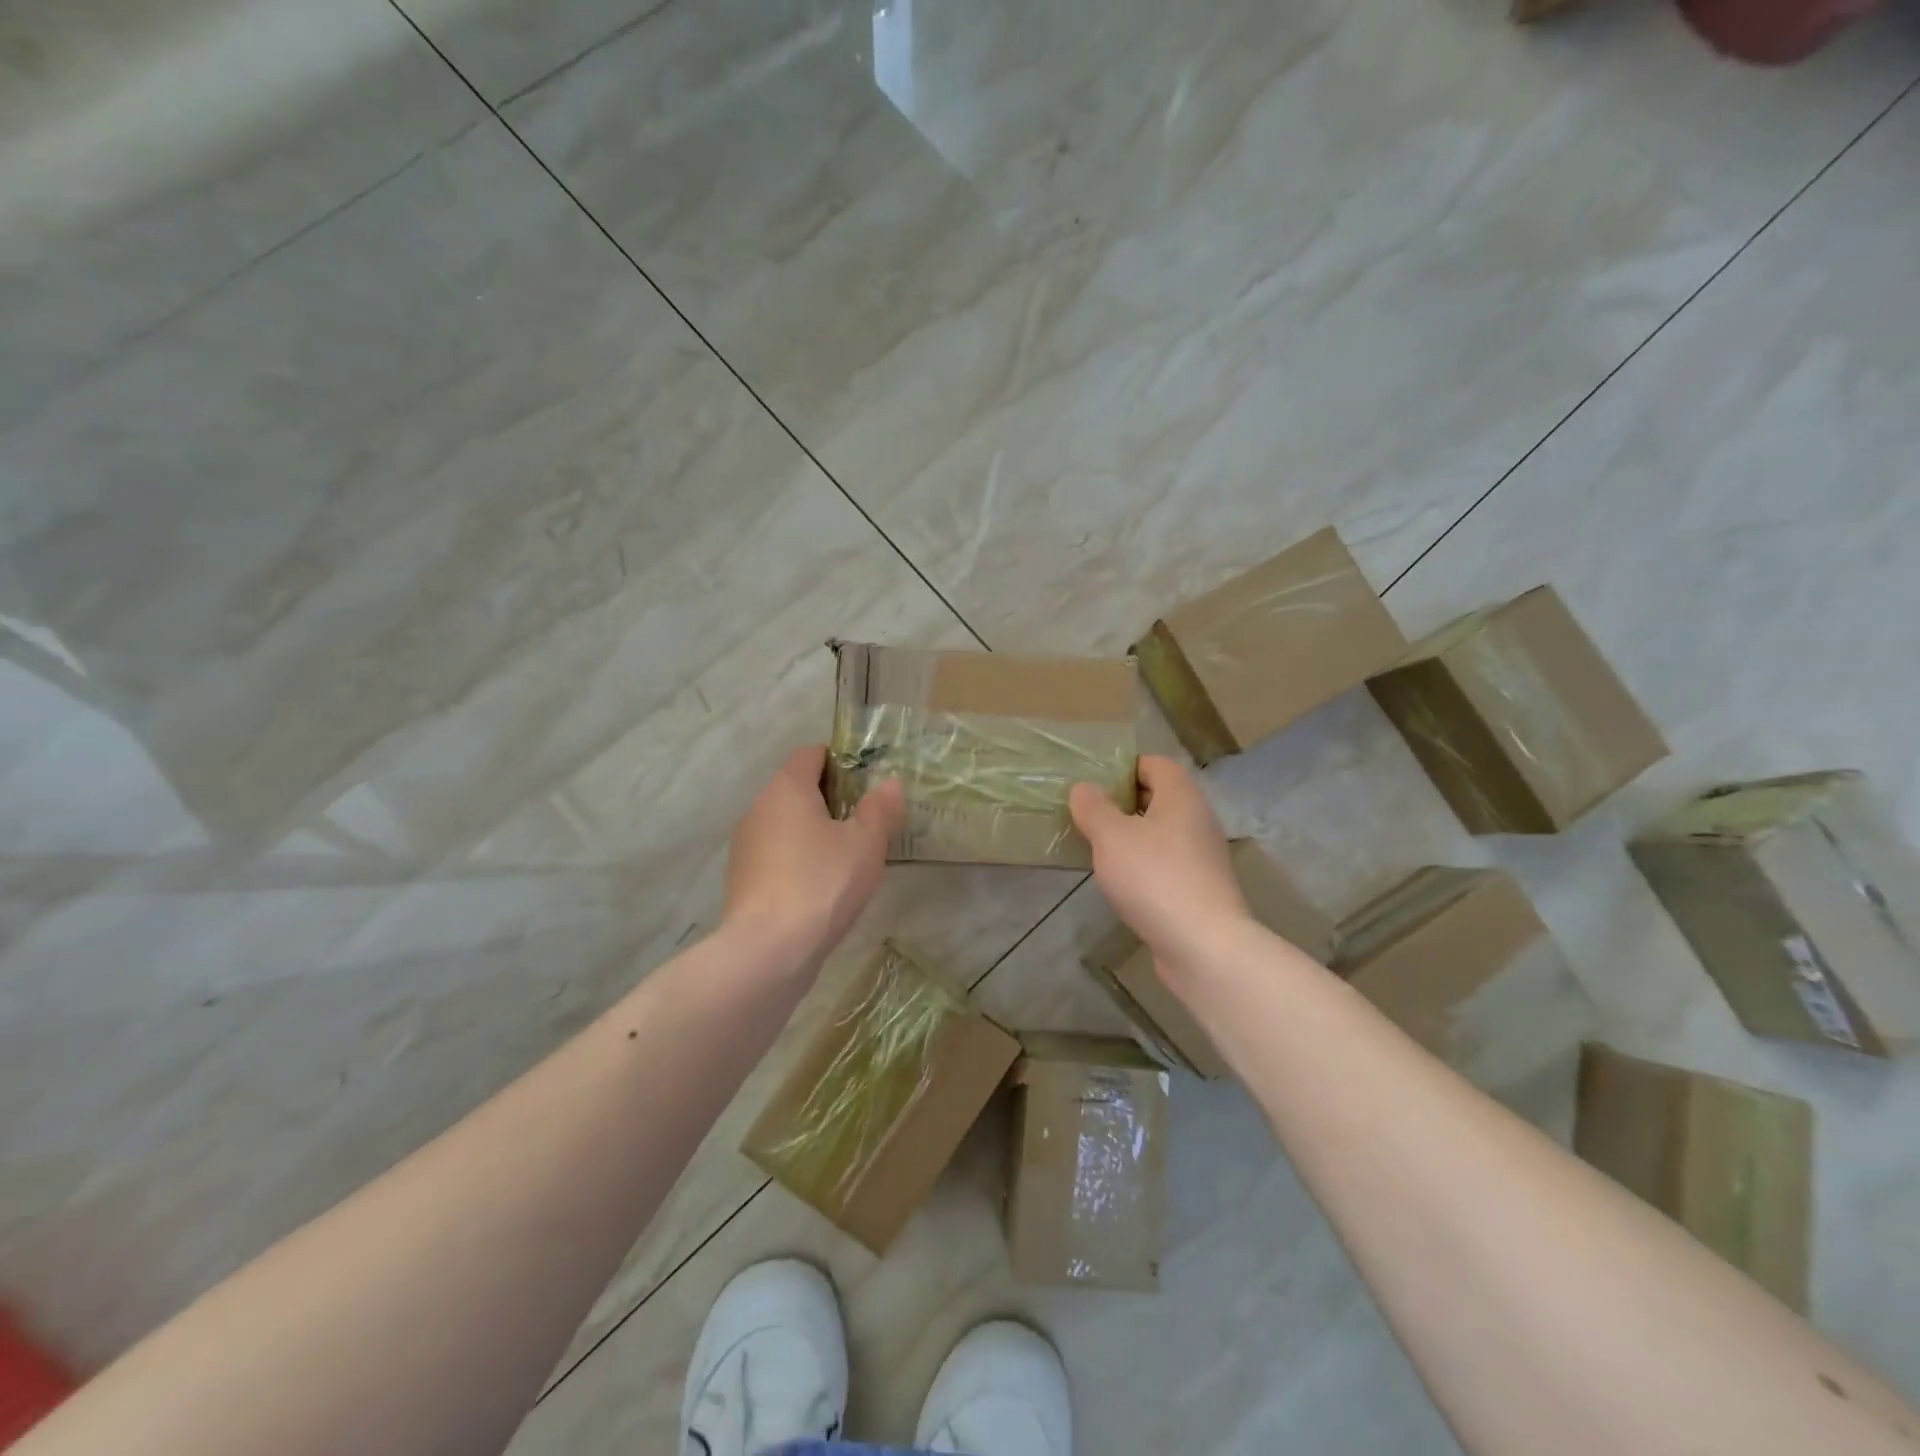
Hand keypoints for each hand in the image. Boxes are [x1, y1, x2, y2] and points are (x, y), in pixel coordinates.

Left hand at [723, 745, 904, 962]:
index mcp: (787, 789)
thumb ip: (881, 808)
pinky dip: (797, 860)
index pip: (811, 753)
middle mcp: (759, 808)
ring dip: (813, 832)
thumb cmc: (822, 883)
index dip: (841, 761)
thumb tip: (890, 783)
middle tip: (866, 823)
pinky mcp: (742, 879)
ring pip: (786, 824)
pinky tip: (821, 887)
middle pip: (797, 788)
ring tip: (847, 858)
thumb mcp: (866, 844)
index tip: (868, 784)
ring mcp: (745, 845)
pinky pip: (776, 855)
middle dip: (831, 800)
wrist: (768, 951)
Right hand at [1069, 755, 1251, 983]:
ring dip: (1133, 836)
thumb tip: (1083, 789)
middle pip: (1160, 797)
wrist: (1203, 945)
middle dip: (1124, 803)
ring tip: (1100, 849)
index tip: (1095, 784)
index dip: (1125, 768)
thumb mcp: (1111, 837)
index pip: (1155, 764)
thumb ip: (1093, 808)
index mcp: (1181, 796)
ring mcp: (1203, 856)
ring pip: (1163, 832)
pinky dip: (1145, 865)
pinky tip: (1122, 882)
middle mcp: (1198, 819)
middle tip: (1090, 815)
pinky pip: (1167, 862)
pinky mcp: (1201, 888)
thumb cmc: (1154, 878)